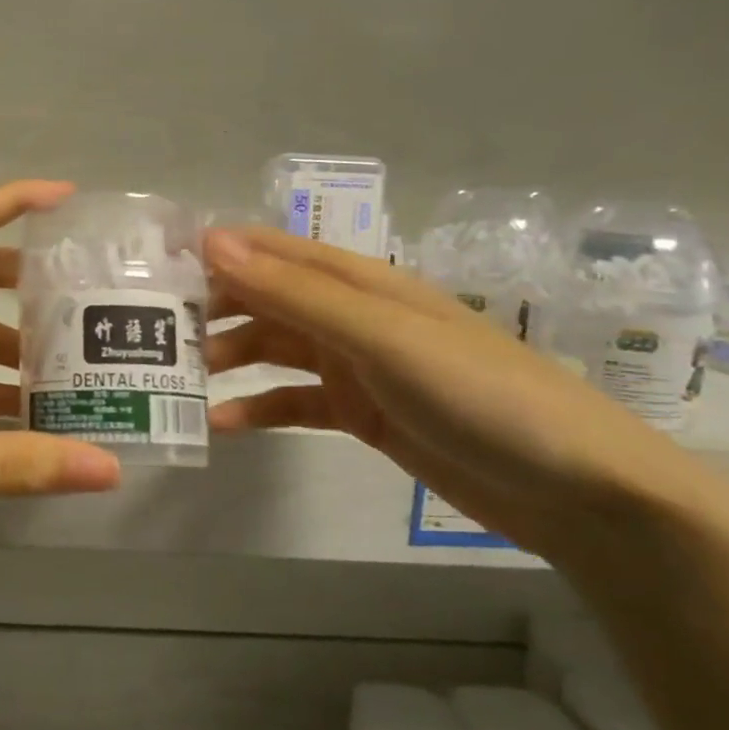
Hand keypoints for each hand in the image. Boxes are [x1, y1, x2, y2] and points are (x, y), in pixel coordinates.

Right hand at [203, 225, 719, 558]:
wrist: (576, 489)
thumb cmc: (478, 393)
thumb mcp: (380, 336)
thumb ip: (294, 291)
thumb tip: (212, 239)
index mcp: (359, 282)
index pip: (272, 251)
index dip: (216, 251)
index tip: (154, 266)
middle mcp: (352, 315)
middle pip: (266, 299)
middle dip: (213, 309)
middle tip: (152, 332)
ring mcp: (357, 366)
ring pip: (275, 349)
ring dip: (230, 358)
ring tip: (178, 378)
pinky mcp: (363, 414)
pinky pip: (295, 402)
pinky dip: (259, 408)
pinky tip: (223, 424)